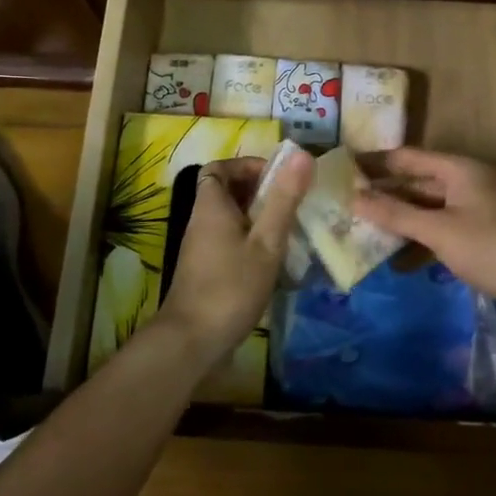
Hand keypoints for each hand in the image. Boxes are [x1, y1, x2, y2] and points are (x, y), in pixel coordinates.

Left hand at [156, 150, 312, 362]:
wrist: (192, 342)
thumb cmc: (231, 286)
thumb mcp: (266, 242)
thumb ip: (283, 199)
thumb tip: (302, 154)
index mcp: (211, 205)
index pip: (219, 167)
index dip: (247, 166)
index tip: (277, 178)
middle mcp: (202, 221)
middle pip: (226, 192)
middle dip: (259, 192)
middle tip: (290, 204)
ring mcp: (201, 248)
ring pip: (230, 219)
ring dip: (258, 219)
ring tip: (289, 231)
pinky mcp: (206, 271)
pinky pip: (229, 242)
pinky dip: (251, 242)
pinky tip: (274, 261)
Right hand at [353, 148, 495, 322]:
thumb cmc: (493, 246)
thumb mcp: (439, 230)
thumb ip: (396, 214)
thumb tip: (354, 198)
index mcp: (458, 170)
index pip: (407, 158)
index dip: (375, 162)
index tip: (342, 167)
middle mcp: (467, 184)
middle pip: (417, 184)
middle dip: (384, 195)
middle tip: (345, 204)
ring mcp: (476, 212)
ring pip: (428, 211)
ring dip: (400, 223)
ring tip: (363, 234)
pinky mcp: (483, 240)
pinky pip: (442, 234)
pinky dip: (421, 244)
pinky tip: (398, 263)